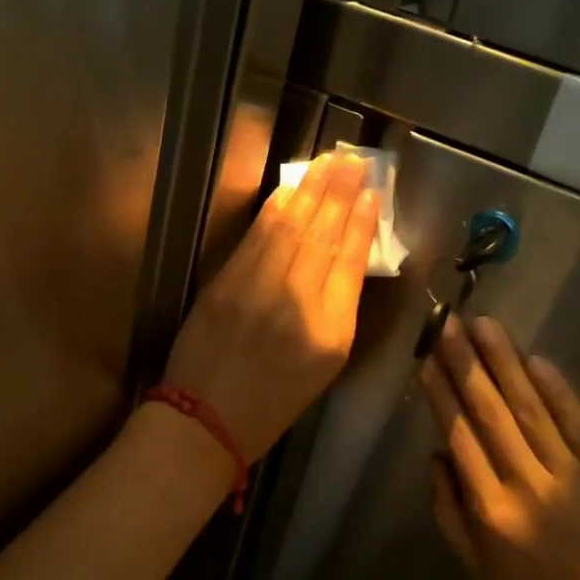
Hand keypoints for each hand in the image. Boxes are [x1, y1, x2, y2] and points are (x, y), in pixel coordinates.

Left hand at [163, 152, 378, 459]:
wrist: (206, 420)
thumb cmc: (274, 401)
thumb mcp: (325, 366)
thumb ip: (338, 310)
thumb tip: (346, 258)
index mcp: (331, 331)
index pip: (351, 262)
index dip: (363, 224)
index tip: (373, 194)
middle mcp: (298, 303)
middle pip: (323, 235)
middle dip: (340, 192)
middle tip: (355, 160)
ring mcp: (257, 289)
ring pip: (291, 228)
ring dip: (310, 190)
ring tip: (328, 161)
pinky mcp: (224, 283)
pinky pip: (256, 237)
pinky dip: (274, 209)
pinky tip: (290, 189)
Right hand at [419, 315, 579, 579]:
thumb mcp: (480, 567)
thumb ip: (449, 512)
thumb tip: (434, 454)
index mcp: (491, 511)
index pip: (460, 438)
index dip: (443, 395)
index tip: (428, 358)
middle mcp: (526, 487)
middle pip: (491, 415)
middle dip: (467, 365)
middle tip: (450, 324)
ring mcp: (571, 477)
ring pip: (530, 411)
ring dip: (505, 365)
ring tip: (486, 326)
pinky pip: (578, 425)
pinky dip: (557, 392)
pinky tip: (536, 360)